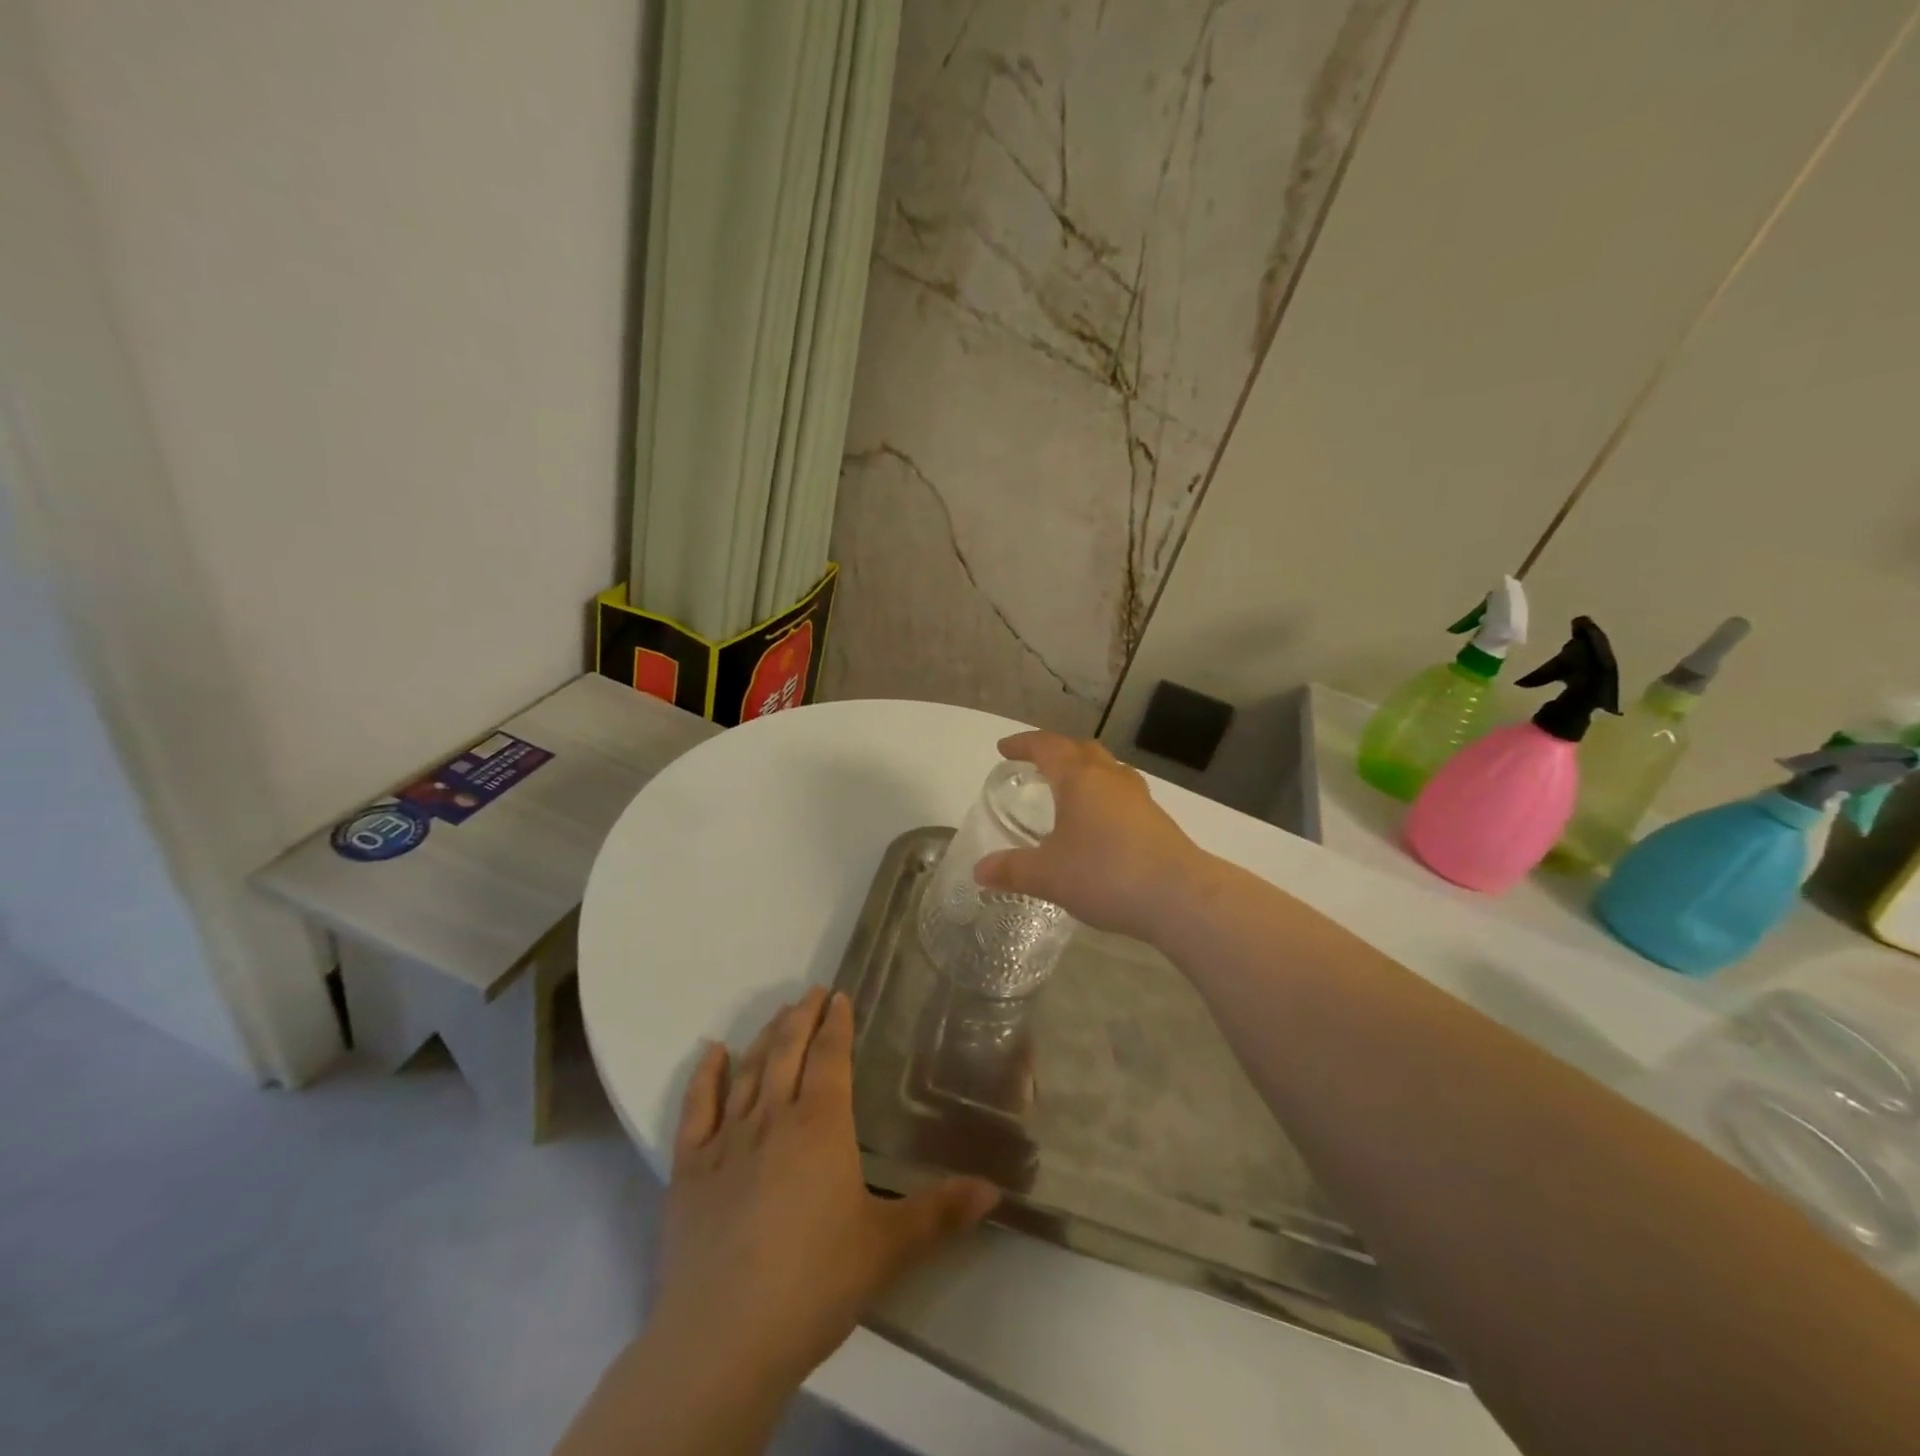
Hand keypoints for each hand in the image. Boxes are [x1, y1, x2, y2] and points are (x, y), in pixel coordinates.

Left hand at [652, 988, 998, 1386]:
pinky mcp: (690, 1170)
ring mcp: (727, 1141)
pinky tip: (713, 1052)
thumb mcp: (888, 1248)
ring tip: (778, 1013)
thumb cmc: (815, 1283)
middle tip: (811, 992)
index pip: (831, 1058)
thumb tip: (994, 1190)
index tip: (839, 996)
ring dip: (765, 1038)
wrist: (724, 1338)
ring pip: (749, 1072)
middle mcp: (774, 1119)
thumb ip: (941, 1214)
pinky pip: (697, 1110)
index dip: (836, 1024)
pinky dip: (705, 1077)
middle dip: (802, 1018)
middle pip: (788, 1052)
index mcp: (821, 1126)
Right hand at [974, 732, 1211, 943]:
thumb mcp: (1048, 875)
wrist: (1179, 895)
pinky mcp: (1158, 821)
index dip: (1024, 744)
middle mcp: (1110, 778)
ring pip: (1108, 771)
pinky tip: (1099, 827)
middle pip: (1082, 750)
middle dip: (1057, 752)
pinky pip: (1123, 796)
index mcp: (1079, 778)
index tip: (1005, 749)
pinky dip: (1104, 799)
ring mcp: (1139, 798)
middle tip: (1038, 766)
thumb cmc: (1104, 873)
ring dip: (1086, 773)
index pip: (1047, 746)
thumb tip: (979, 871)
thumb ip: (1012, 870)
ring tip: (1070, 793)